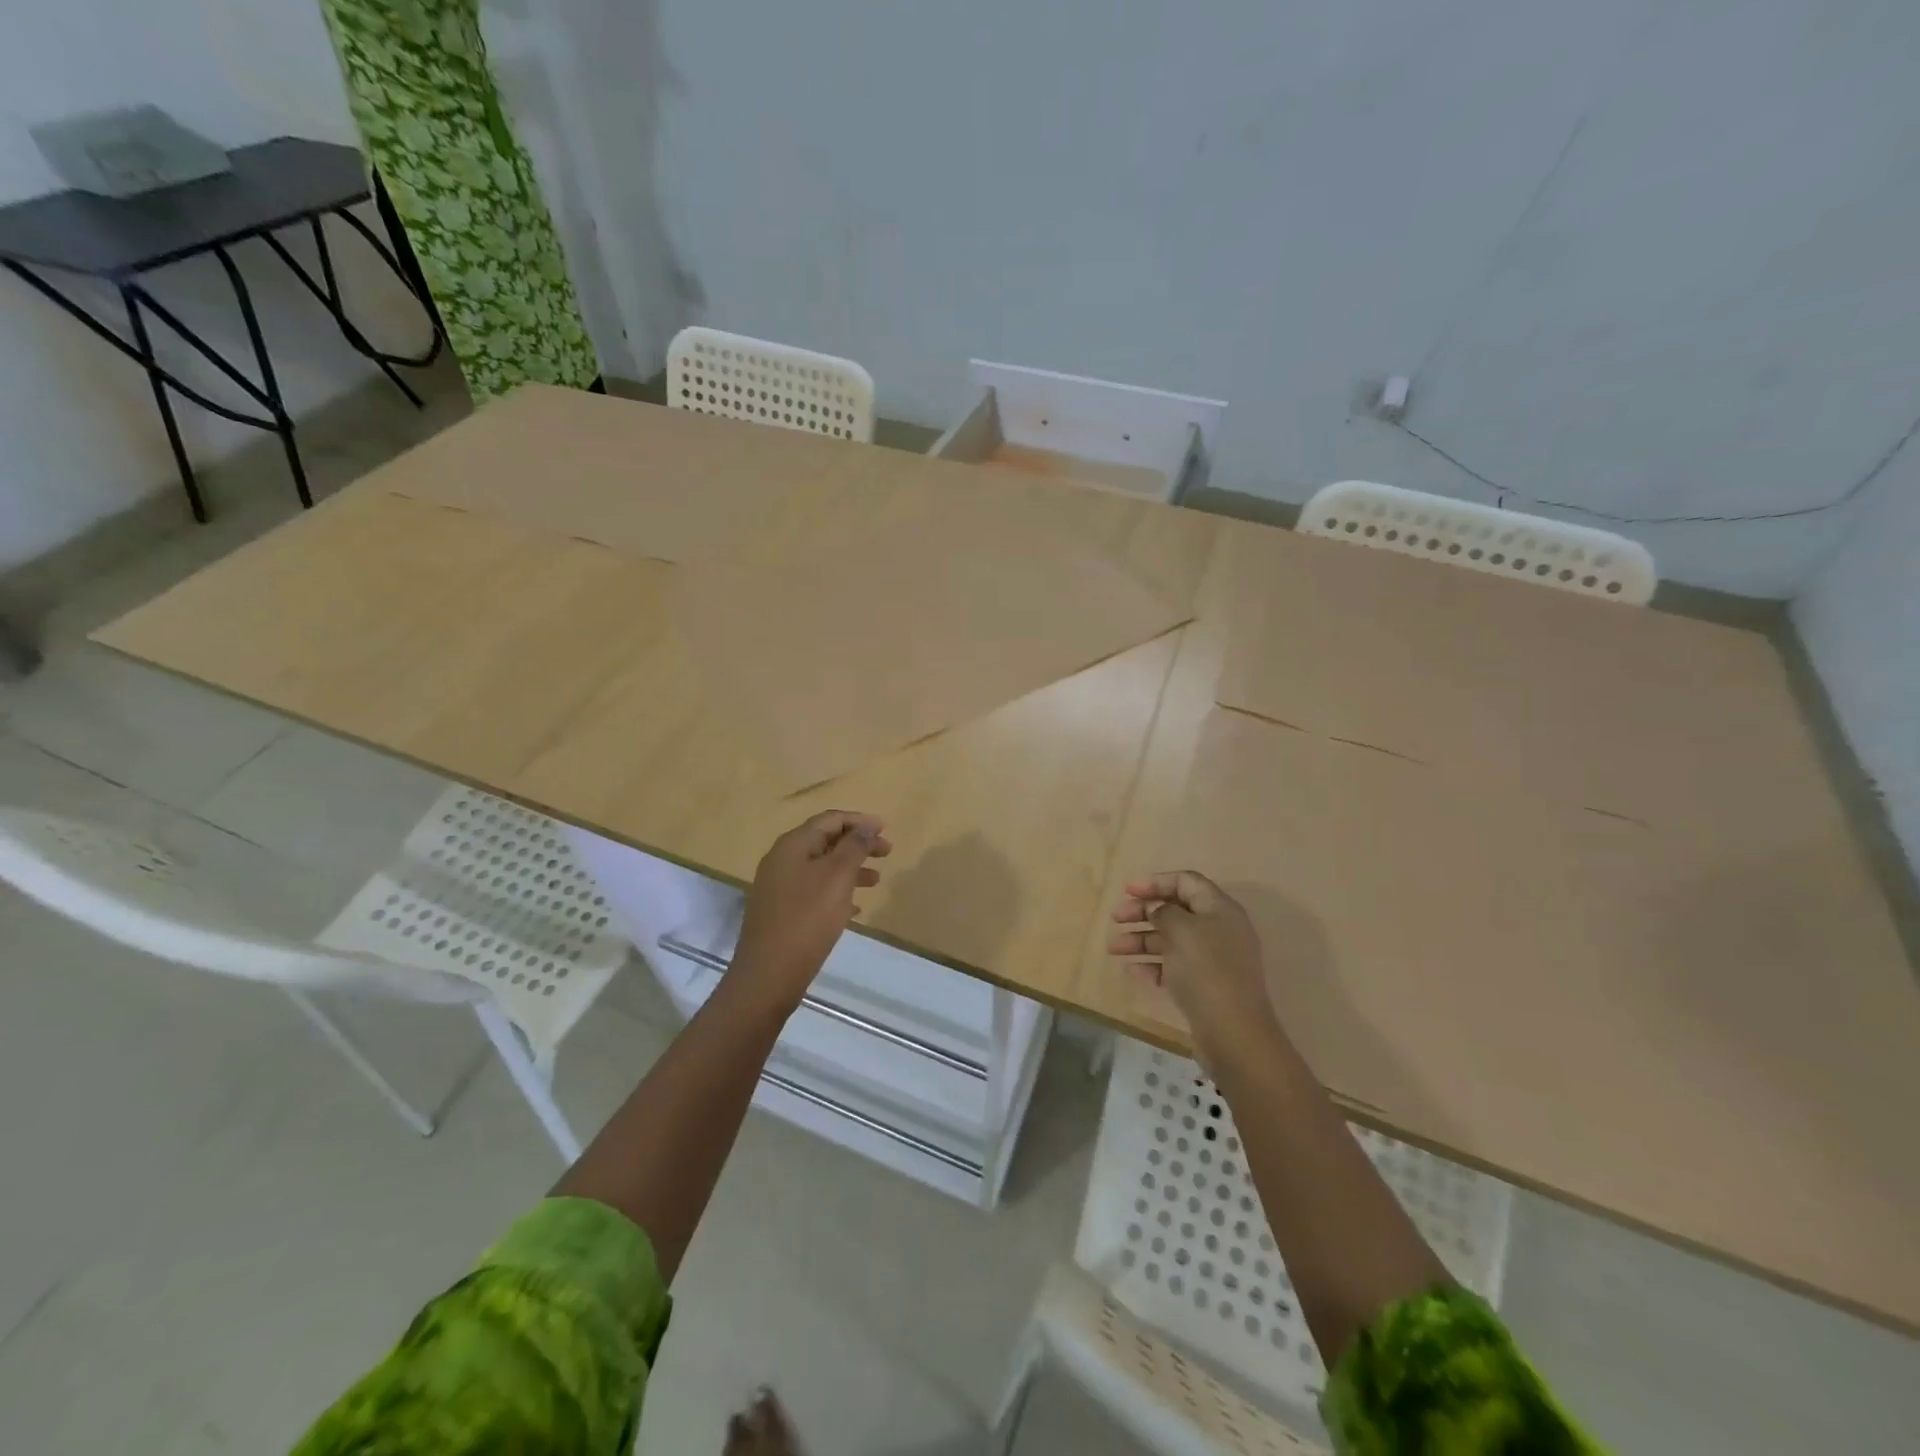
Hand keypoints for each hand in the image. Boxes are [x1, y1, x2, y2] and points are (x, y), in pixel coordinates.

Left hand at [731, 811, 891, 1013]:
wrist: (768, 975)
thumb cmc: (807, 919)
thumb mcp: (837, 877)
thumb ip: (854, 847)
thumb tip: (865, 827)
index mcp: (793, 845)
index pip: (830, 819)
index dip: (859, 821)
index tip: (886, 829)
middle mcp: (782, 860)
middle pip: (825, 841)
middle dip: (857, 844)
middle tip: (887, 853)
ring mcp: (778, 887)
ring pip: (821, 867)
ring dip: (850, 869)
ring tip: (876, 881)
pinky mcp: (780, 912)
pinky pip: (814, 891)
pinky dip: (836, 892)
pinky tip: (855, 908)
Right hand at [1107, 871, 1278, 1055]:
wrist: (1233, 1032)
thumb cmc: (1206, 970)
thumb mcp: (1181, 930)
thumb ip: (1164, 912)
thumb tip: (1158, 911)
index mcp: (1220, 909)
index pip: (1186, 882)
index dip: (1155, 882)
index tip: (1127, 891)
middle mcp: (1219, 930)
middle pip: (1176, 911)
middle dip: (1142, 912)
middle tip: (1115, 918)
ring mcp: (1213, 960)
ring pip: (1171, 940)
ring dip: (1140, 940)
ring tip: (1113, 949)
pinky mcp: (1205, 986)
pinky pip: (1174, 967)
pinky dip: (1152, 966)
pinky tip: (1132, 972)